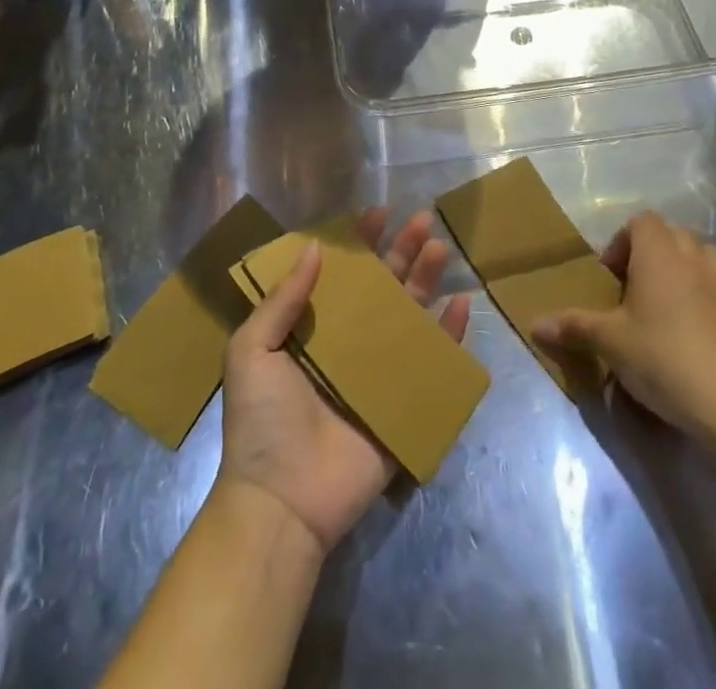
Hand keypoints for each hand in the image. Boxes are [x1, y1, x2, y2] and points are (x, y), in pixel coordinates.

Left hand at [217, 208, 471, 555]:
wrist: (282, 501)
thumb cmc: (261, 420)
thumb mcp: (252, 349)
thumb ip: (283, 299)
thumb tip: (316, 247)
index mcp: (311, 329)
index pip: (341, 275)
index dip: (359, 243)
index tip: (378, 213)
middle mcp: (347, 344)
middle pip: (381, 288)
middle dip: (401, 252)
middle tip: (421, 220)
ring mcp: (378, 373)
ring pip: (409, 316)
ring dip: (426, 281)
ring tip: (441, 248)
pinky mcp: (403, 404)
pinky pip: (432, 363)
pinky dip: (449, 335)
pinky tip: (462, 305)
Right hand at [533, 212, 715, 444]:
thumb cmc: (663, 359)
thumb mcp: (609, 343)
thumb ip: (572, 326)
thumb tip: (535, 323)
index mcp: (658, 254)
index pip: (641, 221)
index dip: (622, 241)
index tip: (611, 276)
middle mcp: (693, 258)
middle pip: (672, 233)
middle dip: (652, 252)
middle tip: (633, 288)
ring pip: (705, 254)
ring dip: (686, 266)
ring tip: (669, 299)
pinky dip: (715, 293)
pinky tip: (705, 318)